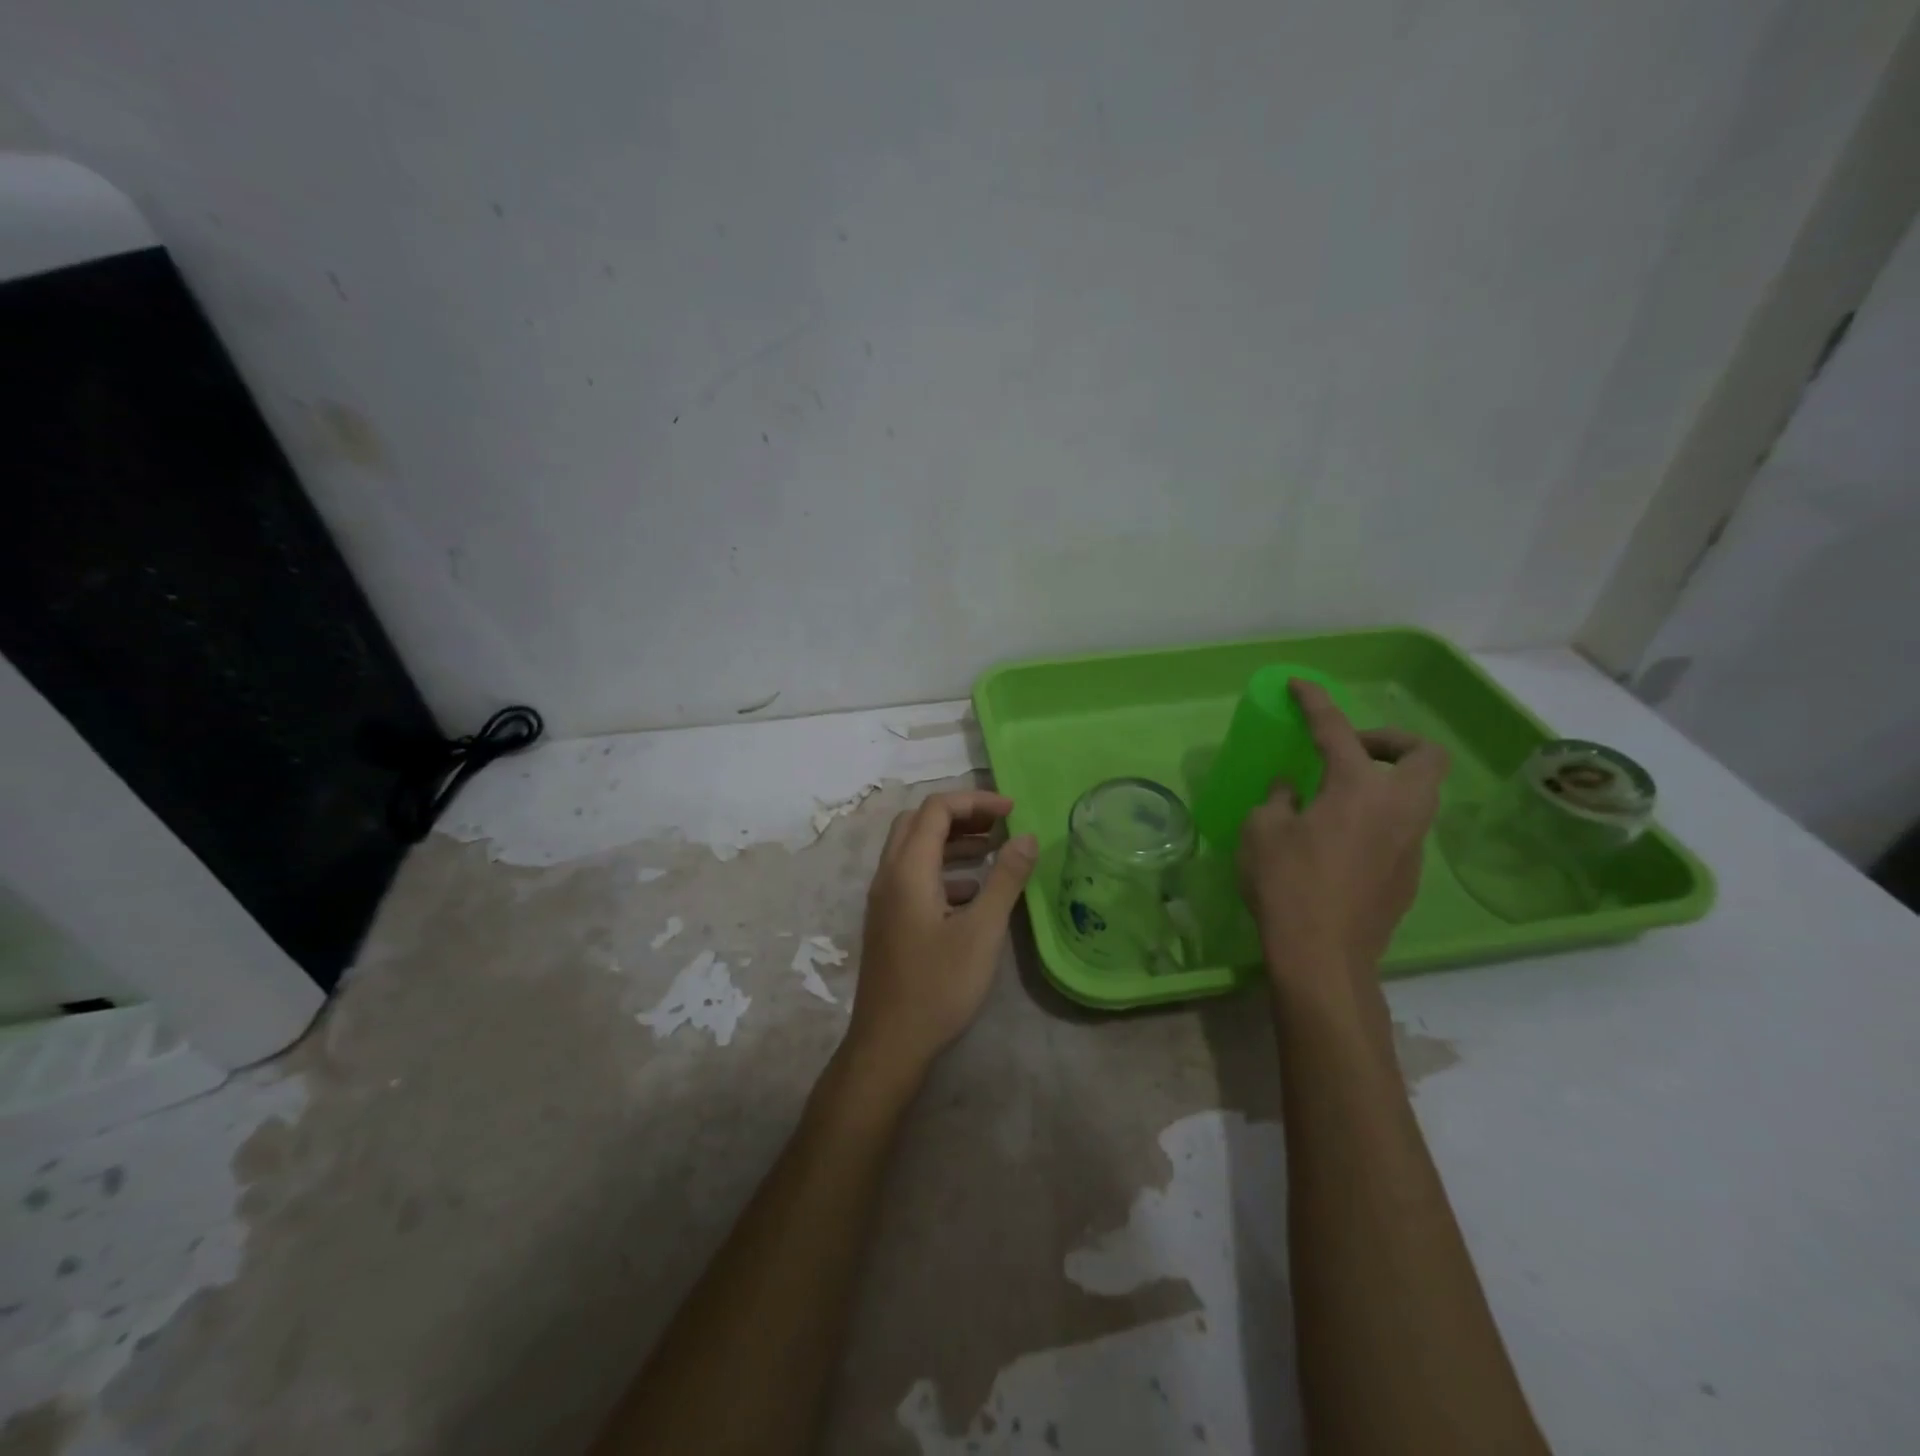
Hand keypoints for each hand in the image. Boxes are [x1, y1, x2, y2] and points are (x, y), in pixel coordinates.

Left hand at [846, 790, 1038, 1084]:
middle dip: (960, 815)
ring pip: (914, 849)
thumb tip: (1027, 836)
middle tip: (999, 824)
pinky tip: (973, 892)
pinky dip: (943, 869)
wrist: (889, 1043)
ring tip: (993, 850)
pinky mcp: (888, 919)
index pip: (936, 809)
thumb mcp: (982, 932)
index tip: (1013, 811)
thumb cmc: (938, 986)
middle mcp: (889, 875)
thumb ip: (1005, 879)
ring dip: (951, 841)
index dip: (975, 801)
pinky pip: (913, 876)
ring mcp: (884, 899)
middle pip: (919, 822)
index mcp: (907, 870)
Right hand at [1239, 681, 1448, 998]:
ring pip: (1421, 792)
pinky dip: (1381, 815)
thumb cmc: (1286, 885)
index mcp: (1358, 788)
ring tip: (1341, 794)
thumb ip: (1279, 799)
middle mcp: (1398, 807)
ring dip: (1389, 779)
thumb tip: (1292, 788)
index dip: (1315, 702)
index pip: (1336, 730)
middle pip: (1424, 754)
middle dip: (1391, 740)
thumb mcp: (1262, 832)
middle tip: (1351, 751)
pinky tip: (1343, 838)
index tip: (1298, 684)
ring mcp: (1412, 842)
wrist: (1324, 956)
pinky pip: (1405, 826)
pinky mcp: (1411, 873)